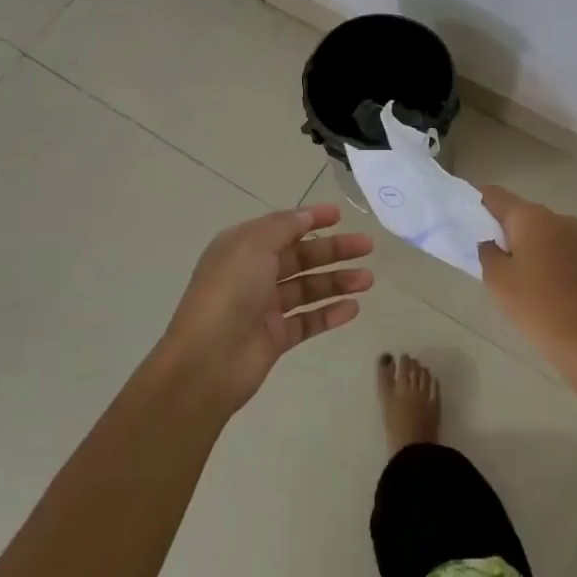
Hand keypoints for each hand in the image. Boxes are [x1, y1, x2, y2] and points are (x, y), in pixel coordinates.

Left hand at [159, 202, 372, 412]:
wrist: (208, 361)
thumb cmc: (229, 292)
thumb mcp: (253, 245)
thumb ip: (283, 227)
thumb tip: (306, 215)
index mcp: (242, 248)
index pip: (282, 227)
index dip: (310, 219)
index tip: (340, 215)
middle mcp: (253, 274)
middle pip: (301, 257)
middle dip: (334, 250)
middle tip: (367, 247)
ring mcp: (265, 307)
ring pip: (308, 288)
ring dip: (338, 281)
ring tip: (368, 280)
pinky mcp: (275, 337)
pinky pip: (308, 321)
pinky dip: (330, 313)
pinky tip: (353, 308)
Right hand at [477, 186, 576, 362]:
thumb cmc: (535, 305)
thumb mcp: (497, 278)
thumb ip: (486, 250)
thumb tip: (490, 240)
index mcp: (531, 216)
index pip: (495, 195)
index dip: (476, 203)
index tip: (462, 218)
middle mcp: (556, 216)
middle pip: (518, 210)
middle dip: (499, 225)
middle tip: (482, 249)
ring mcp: (575, 234)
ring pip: (537, 227)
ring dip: (521, 239)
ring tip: (507, 267)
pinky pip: (553, 242)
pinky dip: (538, 251)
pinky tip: (530, 276)